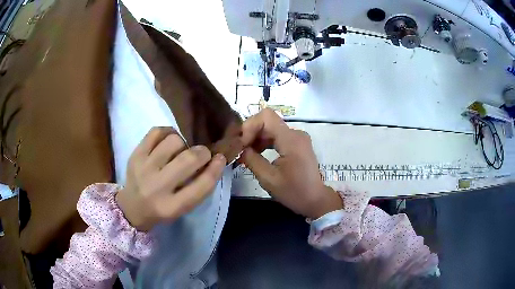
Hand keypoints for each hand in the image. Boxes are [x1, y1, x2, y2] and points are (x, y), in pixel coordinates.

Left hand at [116, 127, 225, 230]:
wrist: (132, 207)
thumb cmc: (161, 208)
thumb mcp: (182, 207)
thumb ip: (197, 187)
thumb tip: (213, 160)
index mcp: (172, 207)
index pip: (201, 186)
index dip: (216, 169)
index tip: (220, 158)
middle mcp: (157, 187)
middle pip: (188, 159)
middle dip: (202, 153)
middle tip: (202, 154)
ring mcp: (143, 168)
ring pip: (174, 141)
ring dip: (183, 144)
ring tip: (180, 150)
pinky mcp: (135, 155)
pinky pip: (156, 132)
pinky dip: (168, 132)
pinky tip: (169, 140)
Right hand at [240, 109, 342, 218]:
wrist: (315, 200)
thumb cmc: (294, 192)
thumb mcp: (269, 179)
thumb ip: (252, 160)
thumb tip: (239, 148)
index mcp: (291, 140)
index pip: (266, 117)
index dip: (249, 126)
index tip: (241, 144)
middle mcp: (296, 133)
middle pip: (267, 121)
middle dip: (251, 133)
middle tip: (239, 149)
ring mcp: (297, 137)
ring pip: (271, 128)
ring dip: (256, 138)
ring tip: (245, 153)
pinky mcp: (297, 143)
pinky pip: (277, 136)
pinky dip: (265, 142)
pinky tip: (256, 153)